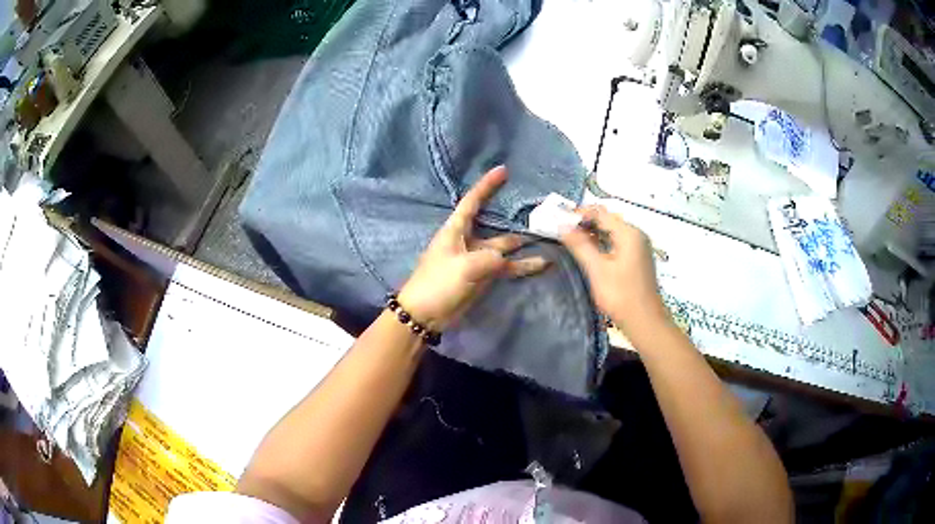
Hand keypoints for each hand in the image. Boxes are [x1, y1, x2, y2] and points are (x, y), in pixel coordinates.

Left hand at [399, 166, 548, 330]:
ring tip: (547, 238)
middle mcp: (468, 240)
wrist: (425, 314)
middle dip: (513, 218)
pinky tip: (541, 264)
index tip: (503, 170)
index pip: (473, 202)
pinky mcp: (483, 276)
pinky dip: (522, 266)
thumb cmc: (438, 283)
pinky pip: (505, 267)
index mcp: (456, 230)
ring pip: (504, 247)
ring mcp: (477, 259)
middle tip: (538, 211)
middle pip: (494, 225)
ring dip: (522, 245)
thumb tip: (506, 259)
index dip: (486, 185)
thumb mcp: (465, 266)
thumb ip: (491, 258)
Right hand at [560, 205, 669, 337]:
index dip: (579, 214)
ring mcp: (639, 247)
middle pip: (608, 220)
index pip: (601, 213)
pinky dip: (602, 243)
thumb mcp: (597, 269)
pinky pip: (617, 242)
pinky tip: (590, 251)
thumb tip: (563, 225)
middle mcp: (636, 234)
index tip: (559, 220)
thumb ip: (580, 245)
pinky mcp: (637, 258)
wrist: (644, 321)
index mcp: (629, 233)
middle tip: (563, 231)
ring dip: (593, 233)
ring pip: (612, 231)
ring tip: (572, 240)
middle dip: (585, 223)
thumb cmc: (621, 295)